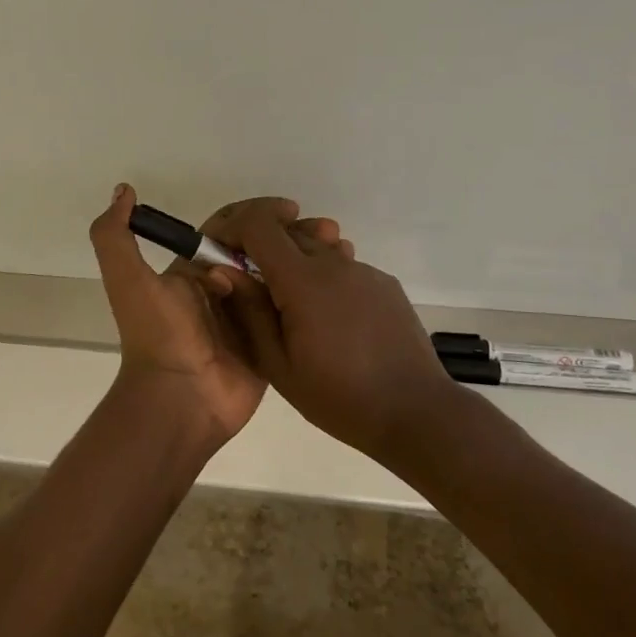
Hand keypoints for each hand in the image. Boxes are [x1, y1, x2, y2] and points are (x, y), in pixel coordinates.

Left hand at [88, 185, 347, 443]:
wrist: (178, 400)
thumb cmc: (158, 335)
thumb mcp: (128, 280)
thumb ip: (115, 235)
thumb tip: (124, 190)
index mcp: (194, 271)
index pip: (230, 229)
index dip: (259, 214)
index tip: (291, 209)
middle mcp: (223, 289)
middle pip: (262, 250)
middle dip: (292, 234)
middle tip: (327, 229)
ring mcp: (249, 317)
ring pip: (282, 276)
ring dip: (308, 258)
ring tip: (340, 248)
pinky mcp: (270, 343)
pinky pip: (293, 311)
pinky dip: (313, 293)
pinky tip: (341, 278)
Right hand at [215, 201, 458, 462]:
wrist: (416, 412)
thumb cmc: (339, 397)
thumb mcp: (279, 365)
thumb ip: (249, 312)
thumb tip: (223, 271)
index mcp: (303, 280)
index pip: (259, 224)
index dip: (233, 227)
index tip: (220, 250)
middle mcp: (334, 263)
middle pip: (287, 231)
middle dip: (260, 247)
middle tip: (251, 287)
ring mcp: (364, 270)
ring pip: (316, 247)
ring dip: (294, 263)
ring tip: (293, 310)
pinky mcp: (384, 283)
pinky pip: (342, 267)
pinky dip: (324, 279)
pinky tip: (331, 321)